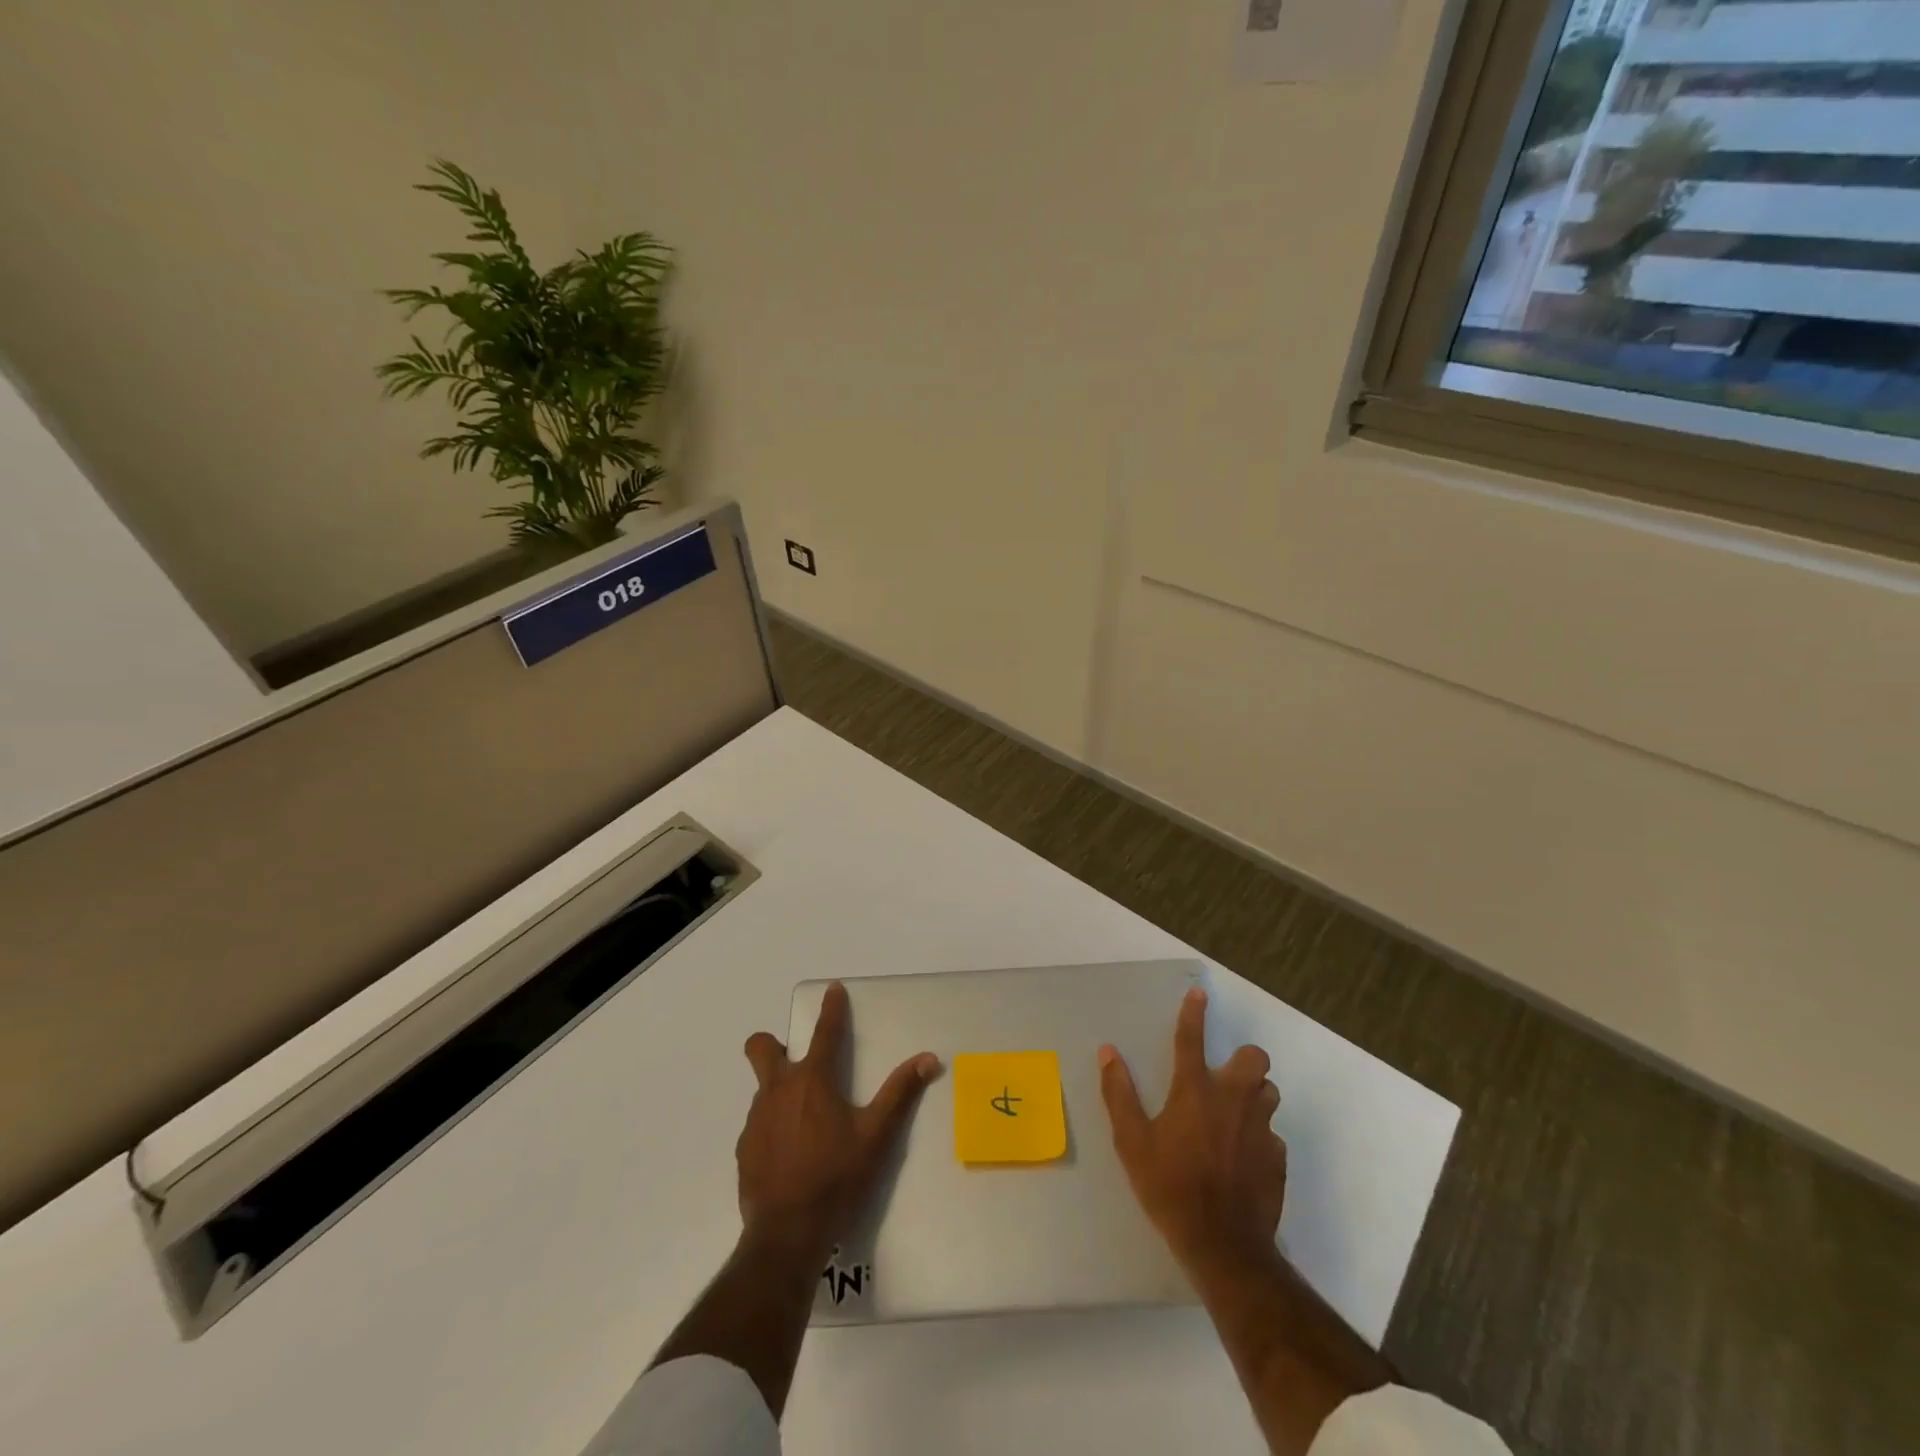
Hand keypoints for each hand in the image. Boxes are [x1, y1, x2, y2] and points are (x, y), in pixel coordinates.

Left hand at [738, 982, 939, 1264]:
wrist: (786, 1234)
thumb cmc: (836, 1177)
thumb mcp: (876, 1136)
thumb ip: (900, 1094)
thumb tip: (928, 1059)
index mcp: (813, 1080)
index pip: (825, 1032)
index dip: (831, 1008)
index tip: (832, 988)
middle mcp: (778, 1090)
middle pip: (762, 1047)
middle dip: (773, 1044)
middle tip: (796, 1060)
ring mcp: (756, 1119)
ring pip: (762, 1087)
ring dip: (779, 1090)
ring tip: (803, 1121)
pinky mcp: (745, 1148)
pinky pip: (758, 1123)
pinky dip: (773, 1125)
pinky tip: (789, 1152)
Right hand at [1098, 986, 1286, 1278]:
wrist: (1223, 1245)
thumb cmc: (1170, 1188)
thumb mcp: (1132, 1142)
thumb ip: (1119, 1094)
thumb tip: (1108, 1053)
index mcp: (1195, 1090)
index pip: (1192, 1038)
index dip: (1194, 1012)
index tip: (1199, 993)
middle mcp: (1232, 1099)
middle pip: (1254, 1058)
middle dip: (1243, 1061)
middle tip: (1224, 1079)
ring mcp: (1260, 1128)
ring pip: (1269, 1092)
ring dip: (1254, 1096)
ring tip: (1233, 1116)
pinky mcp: (1277, 1158)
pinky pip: (1272, 1134)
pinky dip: (1259, 1137)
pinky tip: (1243, 1158)